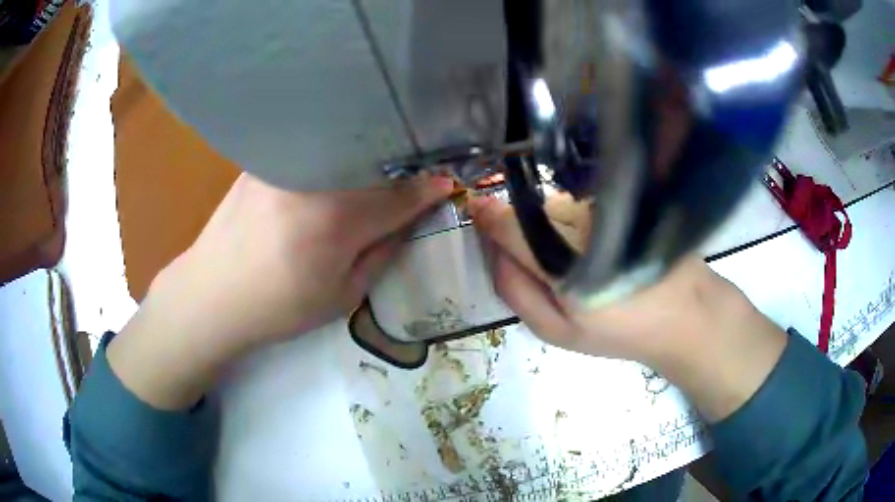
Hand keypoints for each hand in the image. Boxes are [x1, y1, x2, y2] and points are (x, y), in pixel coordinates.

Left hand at [160, 173, 453, 350]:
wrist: (212, 296)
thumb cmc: (278, 308)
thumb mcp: (341, 297)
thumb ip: (381, 254)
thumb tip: (408, 222)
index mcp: (336, 222)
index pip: (399, 197)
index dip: (428, 190)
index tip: (446, 183)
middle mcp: (312, 180)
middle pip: (373, 161)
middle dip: (402, 165)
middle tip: (417, 171)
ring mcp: (283, 164)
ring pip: (341, 147)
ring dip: (368, 153)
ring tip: (381, 161)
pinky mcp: (262, 160)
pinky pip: (309, 148)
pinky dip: (331, 151)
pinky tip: (335, 160)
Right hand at [468, 195, 786, 420]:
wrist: (685, 312)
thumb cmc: (620, 329)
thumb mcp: (557, 331)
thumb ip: (516, 293)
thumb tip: (493, 251)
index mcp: (558, 258)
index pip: (506, 222)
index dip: (486, 218)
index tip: (476, 217)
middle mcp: (578, 220)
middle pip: (528, 211)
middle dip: (520, 229)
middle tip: (538, 264)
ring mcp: (601, 207)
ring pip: (554, 206)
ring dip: (549, 225)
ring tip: (573, 258)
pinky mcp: (618, 202)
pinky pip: (577, 205)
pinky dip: (573, 220)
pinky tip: (594, 244)